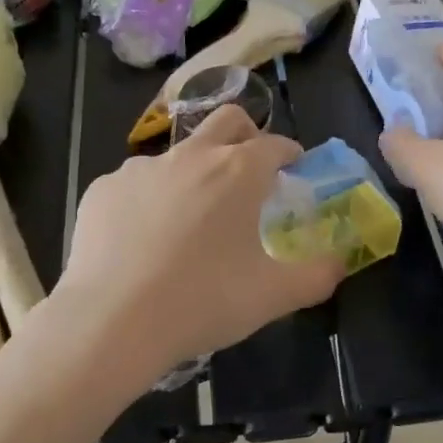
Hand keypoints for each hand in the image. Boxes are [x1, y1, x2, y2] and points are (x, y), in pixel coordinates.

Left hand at [55, 105, 344, 381]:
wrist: (112, 321)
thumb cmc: (203, 302)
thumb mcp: (274, 296)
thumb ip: (318, 275)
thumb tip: (339, 263)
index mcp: (237, 172)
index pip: (275, 144)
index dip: (290, 153)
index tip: (293, 169)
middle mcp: (190, 156)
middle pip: (227, 120)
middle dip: (246, 135)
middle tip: (249, 171)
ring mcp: (141, 168)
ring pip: (177, 154)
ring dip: (193, 172)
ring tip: (189, 220)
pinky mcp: (103, 189)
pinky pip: (136, 184)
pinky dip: (149, 199)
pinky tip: (143, 239)